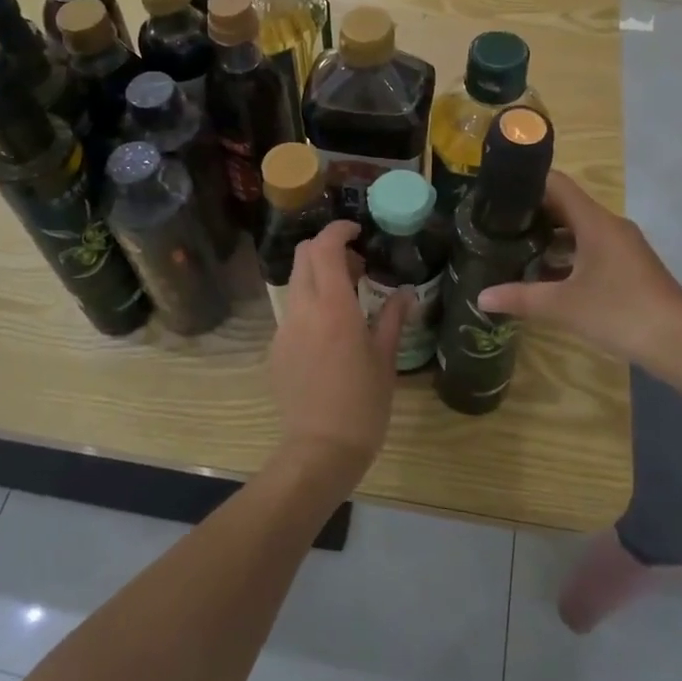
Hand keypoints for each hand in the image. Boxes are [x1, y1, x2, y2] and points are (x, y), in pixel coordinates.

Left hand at [268, 221, 406, 482]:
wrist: (320, 449)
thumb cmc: (363, 404)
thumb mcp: (386, 359)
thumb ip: (393, 317)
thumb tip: (406, 292)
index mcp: (333, 307)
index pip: (325, 248)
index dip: (338, 230)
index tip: (356, 231)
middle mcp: (303, 309)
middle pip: (303, 256)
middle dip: (327, 249)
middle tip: (356, 266)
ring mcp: (284, 328)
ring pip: (296, 283)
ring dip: (318, 276)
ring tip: (347, 299)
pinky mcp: (276, 348)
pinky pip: (292, 311)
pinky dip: (310, 304)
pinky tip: (330, 332)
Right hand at [477, 172, 681, 367]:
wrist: (680, 342)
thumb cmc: (619, 312)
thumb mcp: (563, 306)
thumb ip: (520, 298)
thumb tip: (481, 297)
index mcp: (595, 222)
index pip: (556, 184)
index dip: (526, 183)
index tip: (497, 192)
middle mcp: (610, 225)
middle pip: (566, 205)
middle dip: (532, 212)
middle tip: (497, 223)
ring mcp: (623, 245)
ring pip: (579, 228)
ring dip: (550, 235)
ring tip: (515, 248)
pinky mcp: (629, 265)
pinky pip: (592, 246)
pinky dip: (568, 253)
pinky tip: (547, 275)